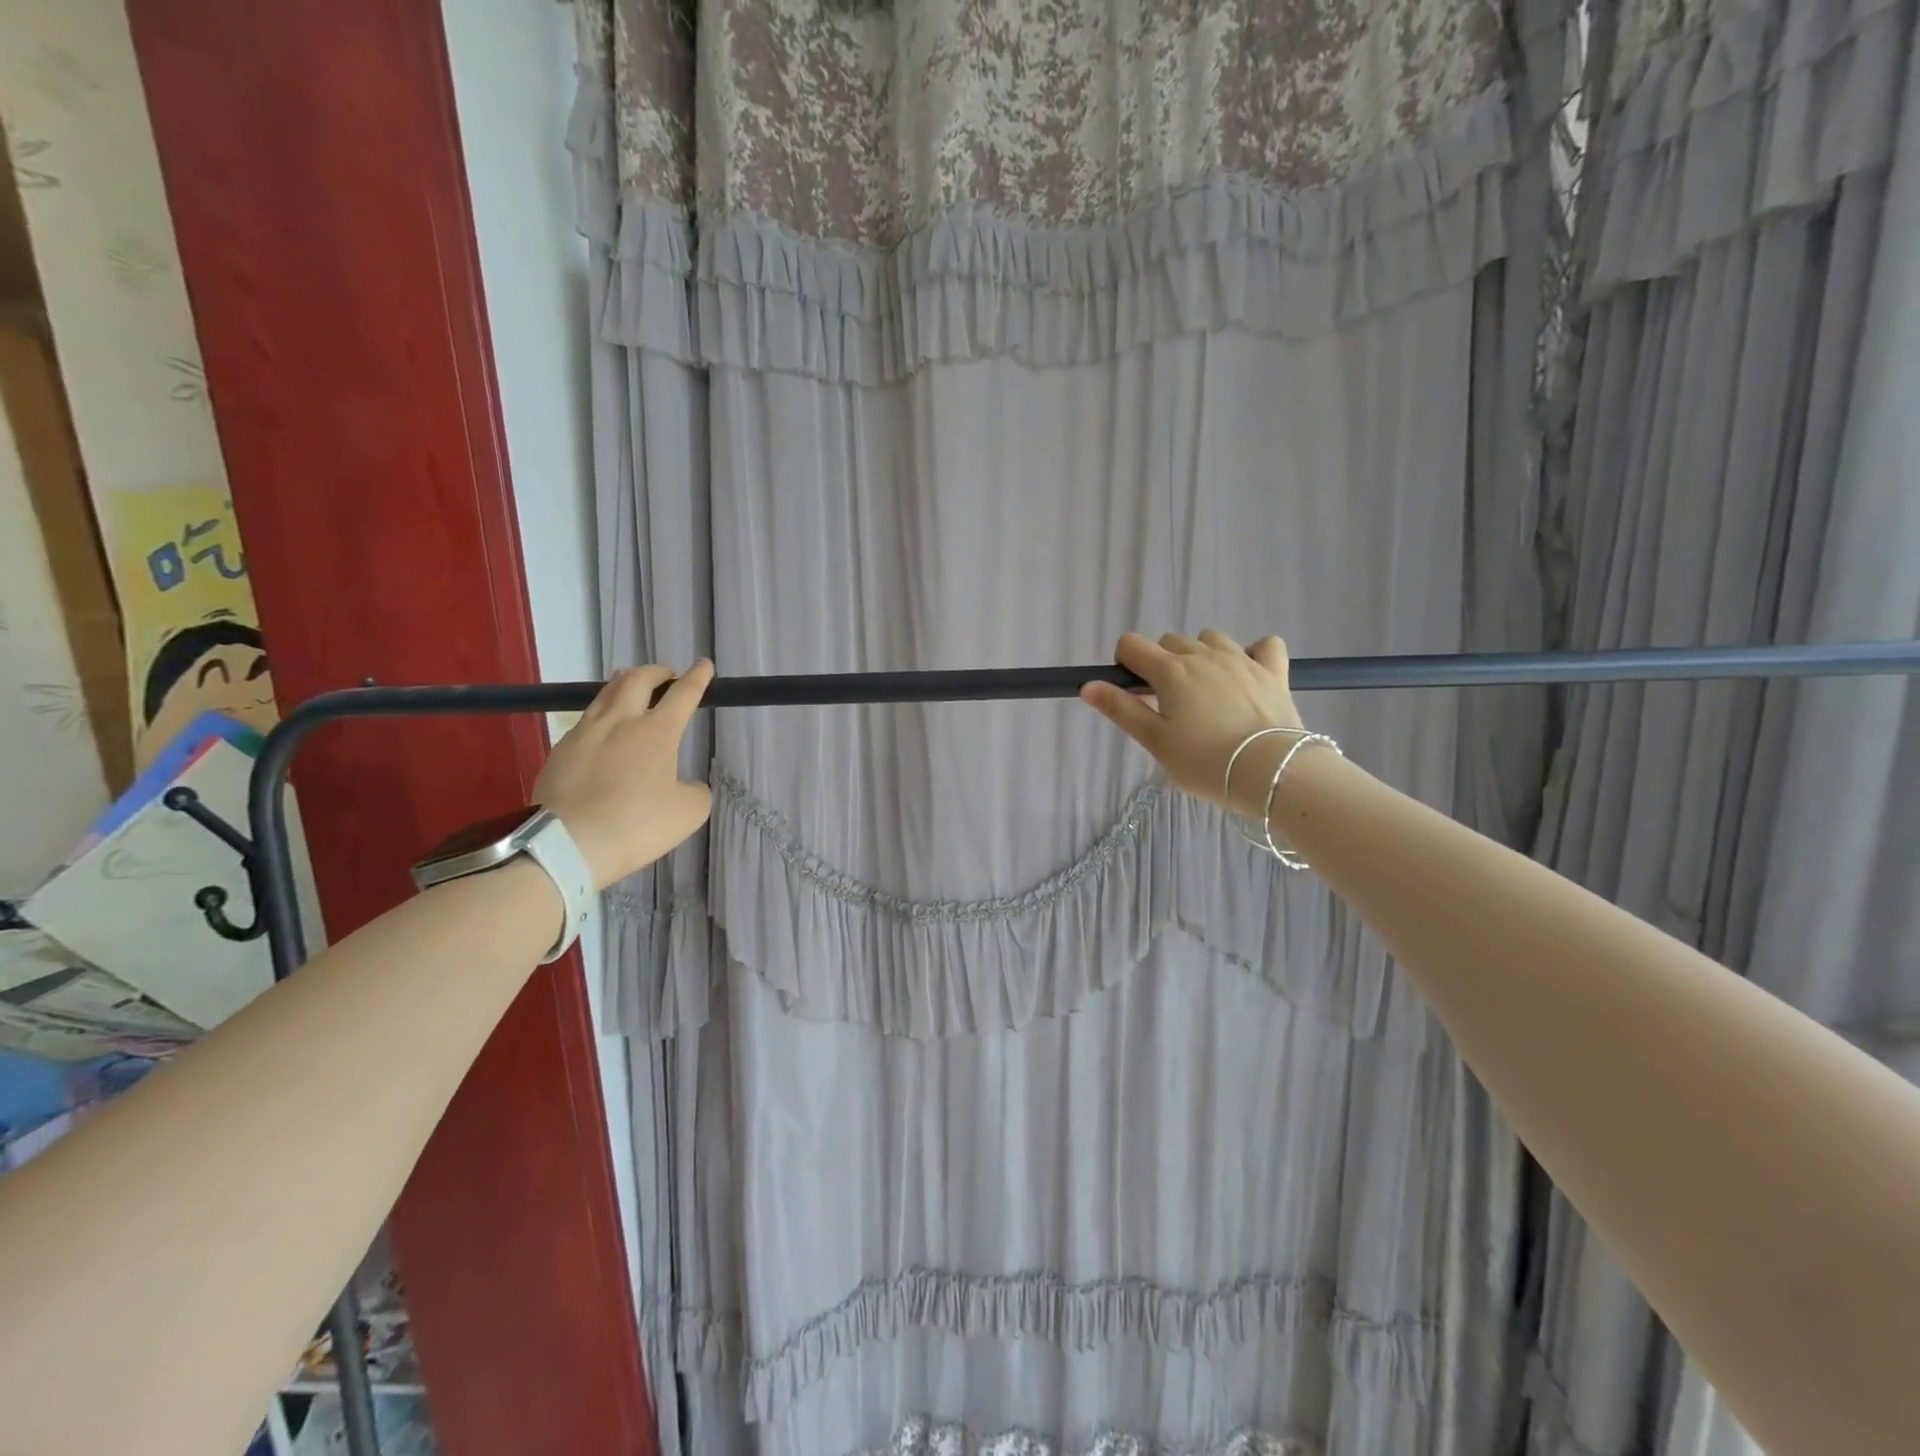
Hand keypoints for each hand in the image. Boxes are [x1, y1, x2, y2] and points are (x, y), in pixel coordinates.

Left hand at [534, 661, 714, 888]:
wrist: (566, 845)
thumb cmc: (635, 826)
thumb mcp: (688, 813)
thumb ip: (695, 790)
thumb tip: (685, 784)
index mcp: (656, 732)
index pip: (683, 694)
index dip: (697, 678)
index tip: (704, 665)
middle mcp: (620, 722)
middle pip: (638, 679)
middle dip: (657, 672)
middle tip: (667, 675)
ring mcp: (585, 733)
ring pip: (606, 693)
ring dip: (625, 684)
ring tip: (633, 688)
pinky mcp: (560, 751)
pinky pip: (586, 720)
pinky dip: (603, 715)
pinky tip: (604, 730)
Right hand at [1082, 630, 1305, 812]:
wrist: (1273, 771)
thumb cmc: (1205, 762)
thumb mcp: (1155, 741)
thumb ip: (1121, 709)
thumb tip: (1088, 685)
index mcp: (1170, 671)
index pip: (1132, 645)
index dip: (1124, 662)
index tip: (1131, 690)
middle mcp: (1204, 655)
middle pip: (1170, 641)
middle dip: (1162, 663)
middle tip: (1168, 702)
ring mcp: (1242, 659)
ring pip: (1211, 638)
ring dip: (1201, 655)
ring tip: (1205, 690)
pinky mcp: (1274, 671)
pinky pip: (1264, 645)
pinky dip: (1253, 653)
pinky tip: (1248, 674)